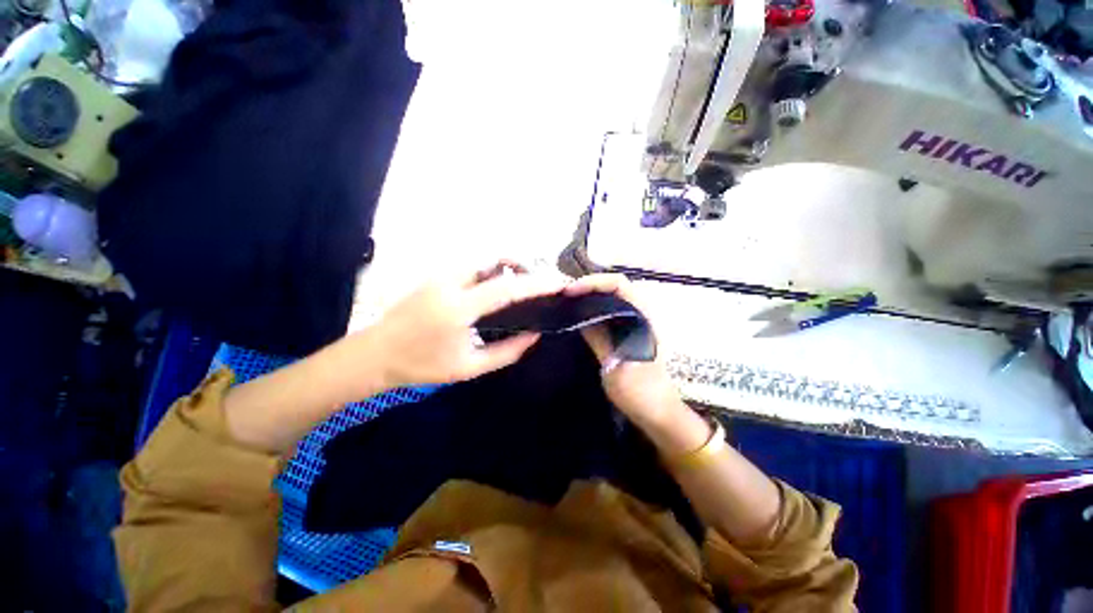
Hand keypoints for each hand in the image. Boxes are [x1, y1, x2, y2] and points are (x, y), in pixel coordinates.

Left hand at [352, 264, 568, 389]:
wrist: (374, 355)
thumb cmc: (421, 365)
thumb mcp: (469, 367)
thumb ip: (507, 352)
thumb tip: (534, 335)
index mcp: (458, 307)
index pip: (507, 287)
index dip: (537, 283)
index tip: (559, 282)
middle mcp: (450, 282)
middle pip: (495, 260)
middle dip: (523, 266)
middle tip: (539, 284)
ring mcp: (440, 275)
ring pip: (483, 260)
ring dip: (507, 267)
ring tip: (522, 286)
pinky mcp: (435, 275)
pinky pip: (472, 267)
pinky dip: (491, 271)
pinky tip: (496, 289)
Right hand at [563, 274, 686, 425]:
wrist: (659, 414)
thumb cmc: (640, 393)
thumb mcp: (614, 366)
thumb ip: (598, 338)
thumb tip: (580, 315)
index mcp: (644, 318)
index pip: (619, 284)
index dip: (593, 282)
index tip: (570, 292)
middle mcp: (643, 314)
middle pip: (615, 287)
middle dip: (589, 286)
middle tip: (565, 296)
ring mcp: (637, 324)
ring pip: (613, 299)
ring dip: (591, 296)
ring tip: (569, 303)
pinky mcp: (631, 333)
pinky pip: (611, 312)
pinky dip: (595, 309)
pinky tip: (581, 318)